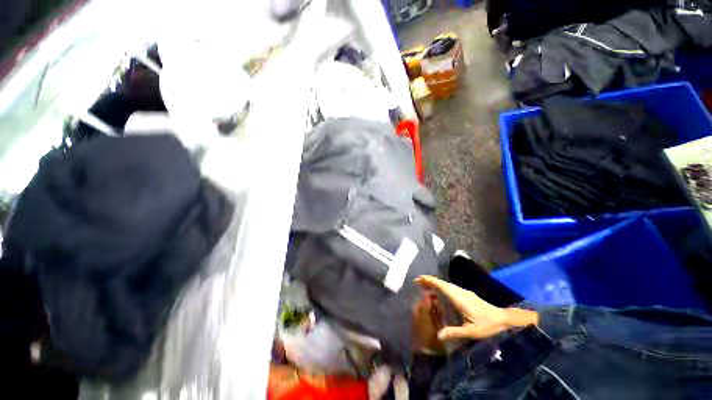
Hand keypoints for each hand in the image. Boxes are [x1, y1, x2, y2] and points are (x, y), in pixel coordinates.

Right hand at [415, 275, 537, 340]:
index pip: (442, 285)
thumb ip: (454, 333)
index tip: (418, 279)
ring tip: (425, 286)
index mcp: (459, 298)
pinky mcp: (467, 294)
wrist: (504, 320)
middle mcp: (460, 292)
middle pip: (442, 283)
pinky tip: (440, 292)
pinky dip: (442, 287)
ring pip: (447, 284)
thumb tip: (438, 336)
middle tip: (418, 282)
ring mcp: (464, 292)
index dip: (430, 281)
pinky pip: (451, 288)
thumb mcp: (470, 331)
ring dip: (435, 283)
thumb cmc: (487, 326)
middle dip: (429, 281)